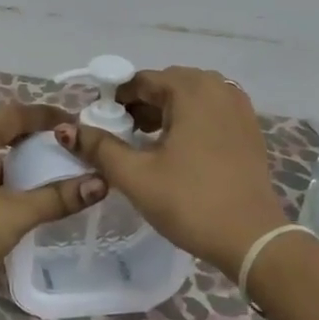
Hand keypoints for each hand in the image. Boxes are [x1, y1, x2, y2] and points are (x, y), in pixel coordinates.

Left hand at [0, 101, 106, 292]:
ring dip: (12, 162)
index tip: (75, 123)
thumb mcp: (16, 213)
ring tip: (43, 176)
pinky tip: (11, 200)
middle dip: (30, 139)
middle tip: (63, 150)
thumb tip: (100, 183)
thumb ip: (57, 197)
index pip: (14, 114)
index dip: (46, 116)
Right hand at [56, 67, 287, 274]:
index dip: (113, 100)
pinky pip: (210, 111)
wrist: (252, 239)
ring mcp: (239, 107)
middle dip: (139, 105)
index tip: (97, 125)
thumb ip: (99, 147)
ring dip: (164, 113)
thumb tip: (66, 129)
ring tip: (144, 144)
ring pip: (190, 98)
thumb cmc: (191, 202)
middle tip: (119, 136)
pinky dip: (188, 121)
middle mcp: (218, 88)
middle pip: (166, 85)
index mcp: (191, 90)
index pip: (140, 81)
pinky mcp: (249, 129)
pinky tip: (176, 150)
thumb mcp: (136, 176)